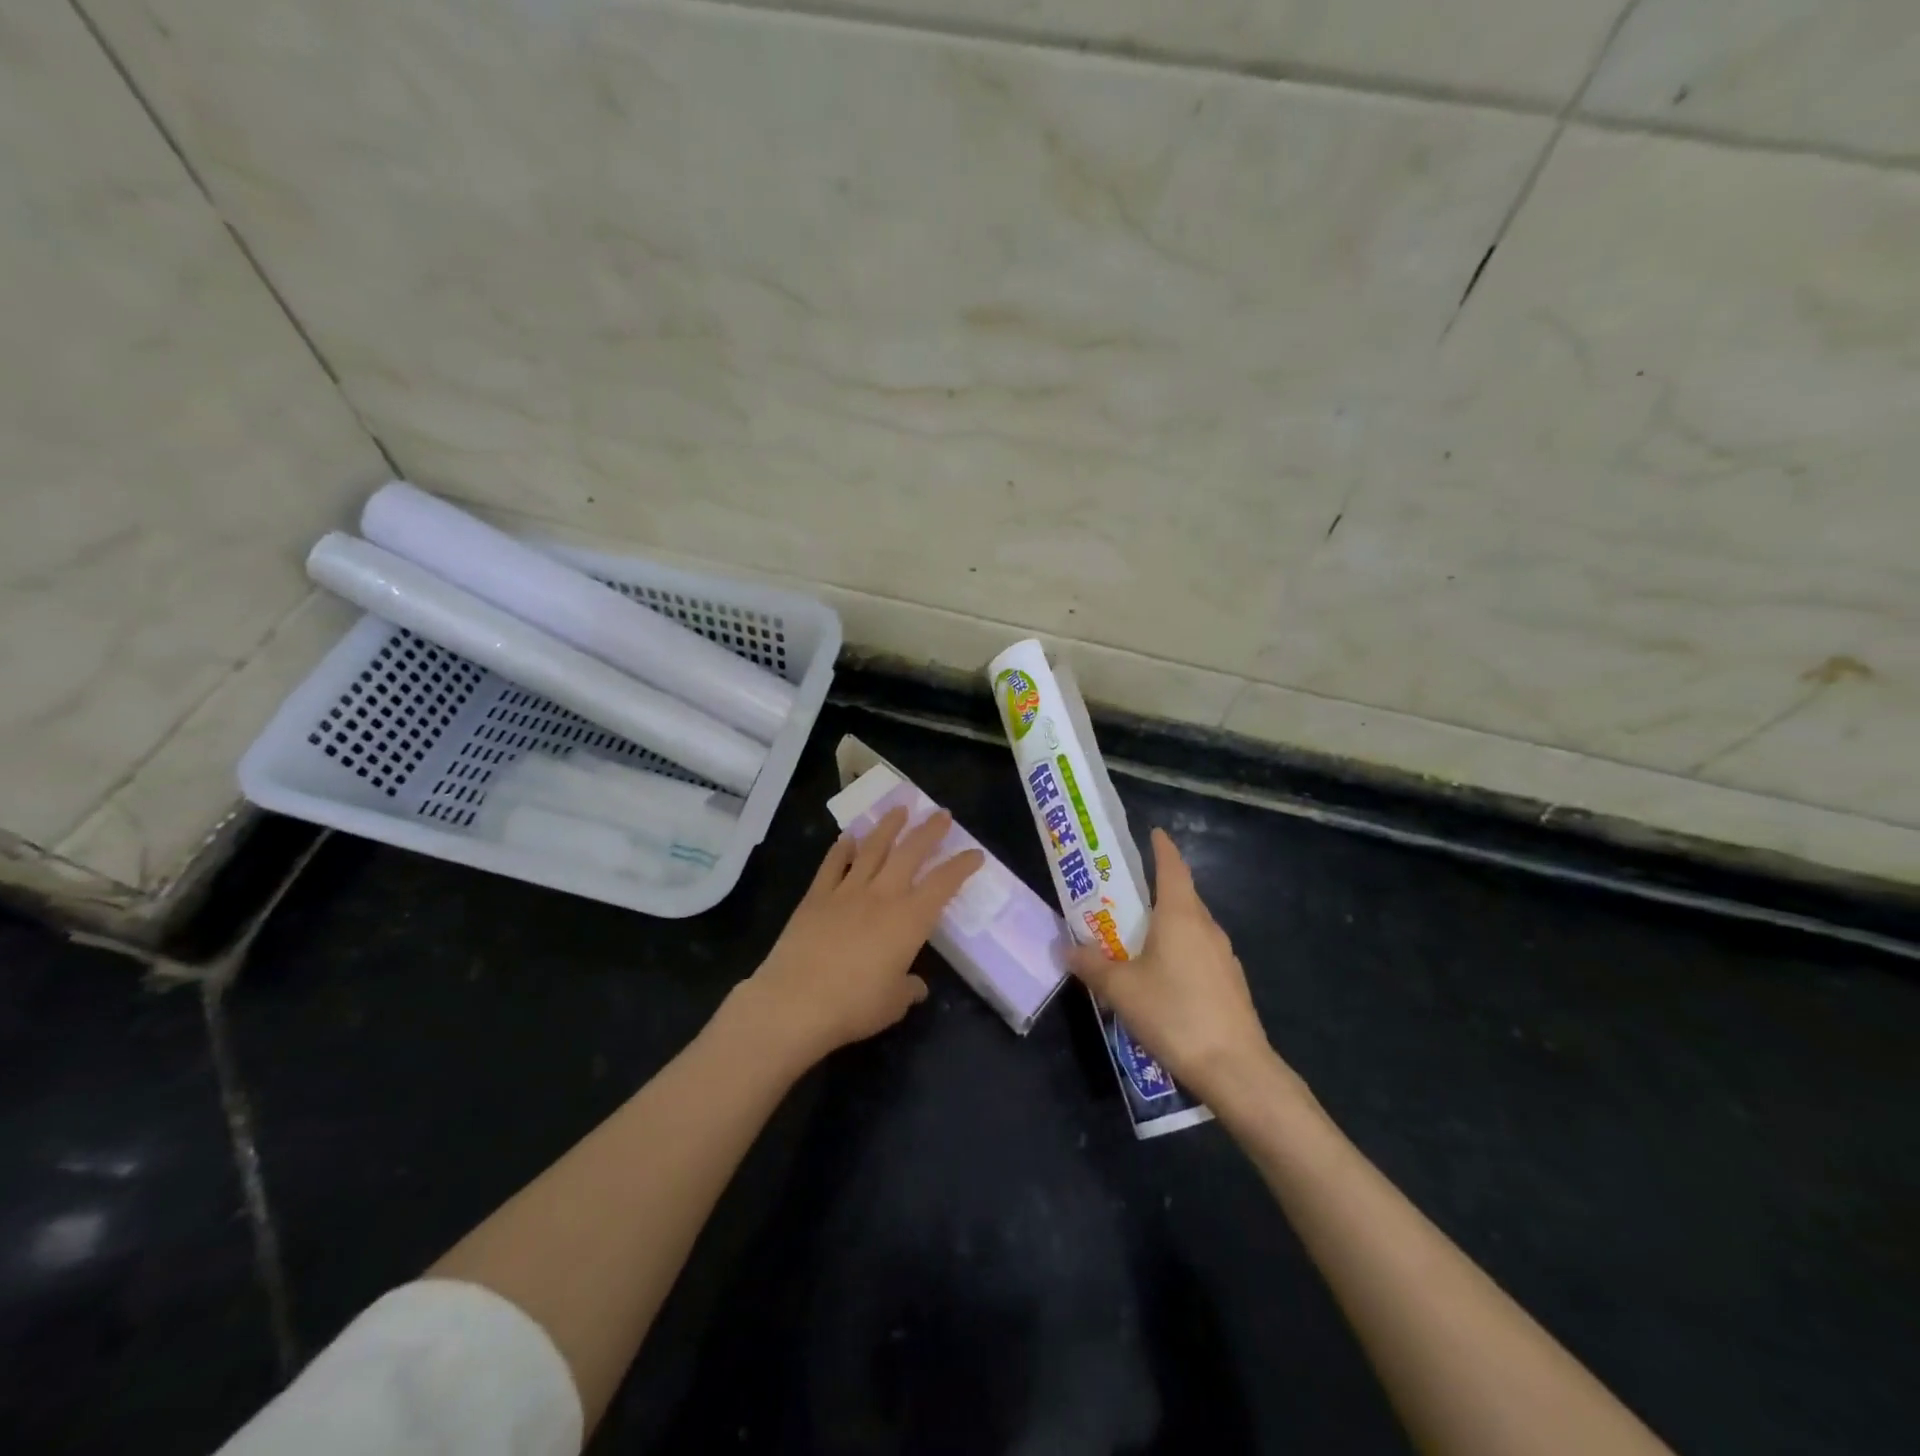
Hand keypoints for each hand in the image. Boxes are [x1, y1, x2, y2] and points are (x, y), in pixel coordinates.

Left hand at [739, 806, 984, 1070]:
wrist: (795, 1003)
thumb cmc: (854, 1006)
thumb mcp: (893, 1004)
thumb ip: (908, 988)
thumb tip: (916, 986)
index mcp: (909, 920)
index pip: (943, 884)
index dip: (961, 866)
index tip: (975, 853)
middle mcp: (882, 896)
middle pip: (910, 853)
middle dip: (929, 831)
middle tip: (941, 814)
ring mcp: (846, 892)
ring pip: (872, 849)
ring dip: (888, 827)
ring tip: (900, 809)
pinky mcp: (816, 897)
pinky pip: (832, 865)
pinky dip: (842, 848)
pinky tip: (848, 837)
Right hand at [1067, 828, 1294, 1107]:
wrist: (1235, 1068)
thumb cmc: (1174, 1013)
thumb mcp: (1120, 990)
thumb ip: (1091, 966)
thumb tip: (1065, 947)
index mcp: (1181, 916)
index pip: (1172, 867)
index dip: (1161, 848)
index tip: (1152, 833)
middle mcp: (1206, 927)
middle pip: (1181, 896)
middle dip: (1154, 891)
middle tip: (1123, 896)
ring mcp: (1223, 956)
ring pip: (1191, 927)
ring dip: (1166, 925)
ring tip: (1135, 940)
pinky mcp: (1231, 983)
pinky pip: (1199, 952)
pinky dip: (1179, 951)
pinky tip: (1161, 979)